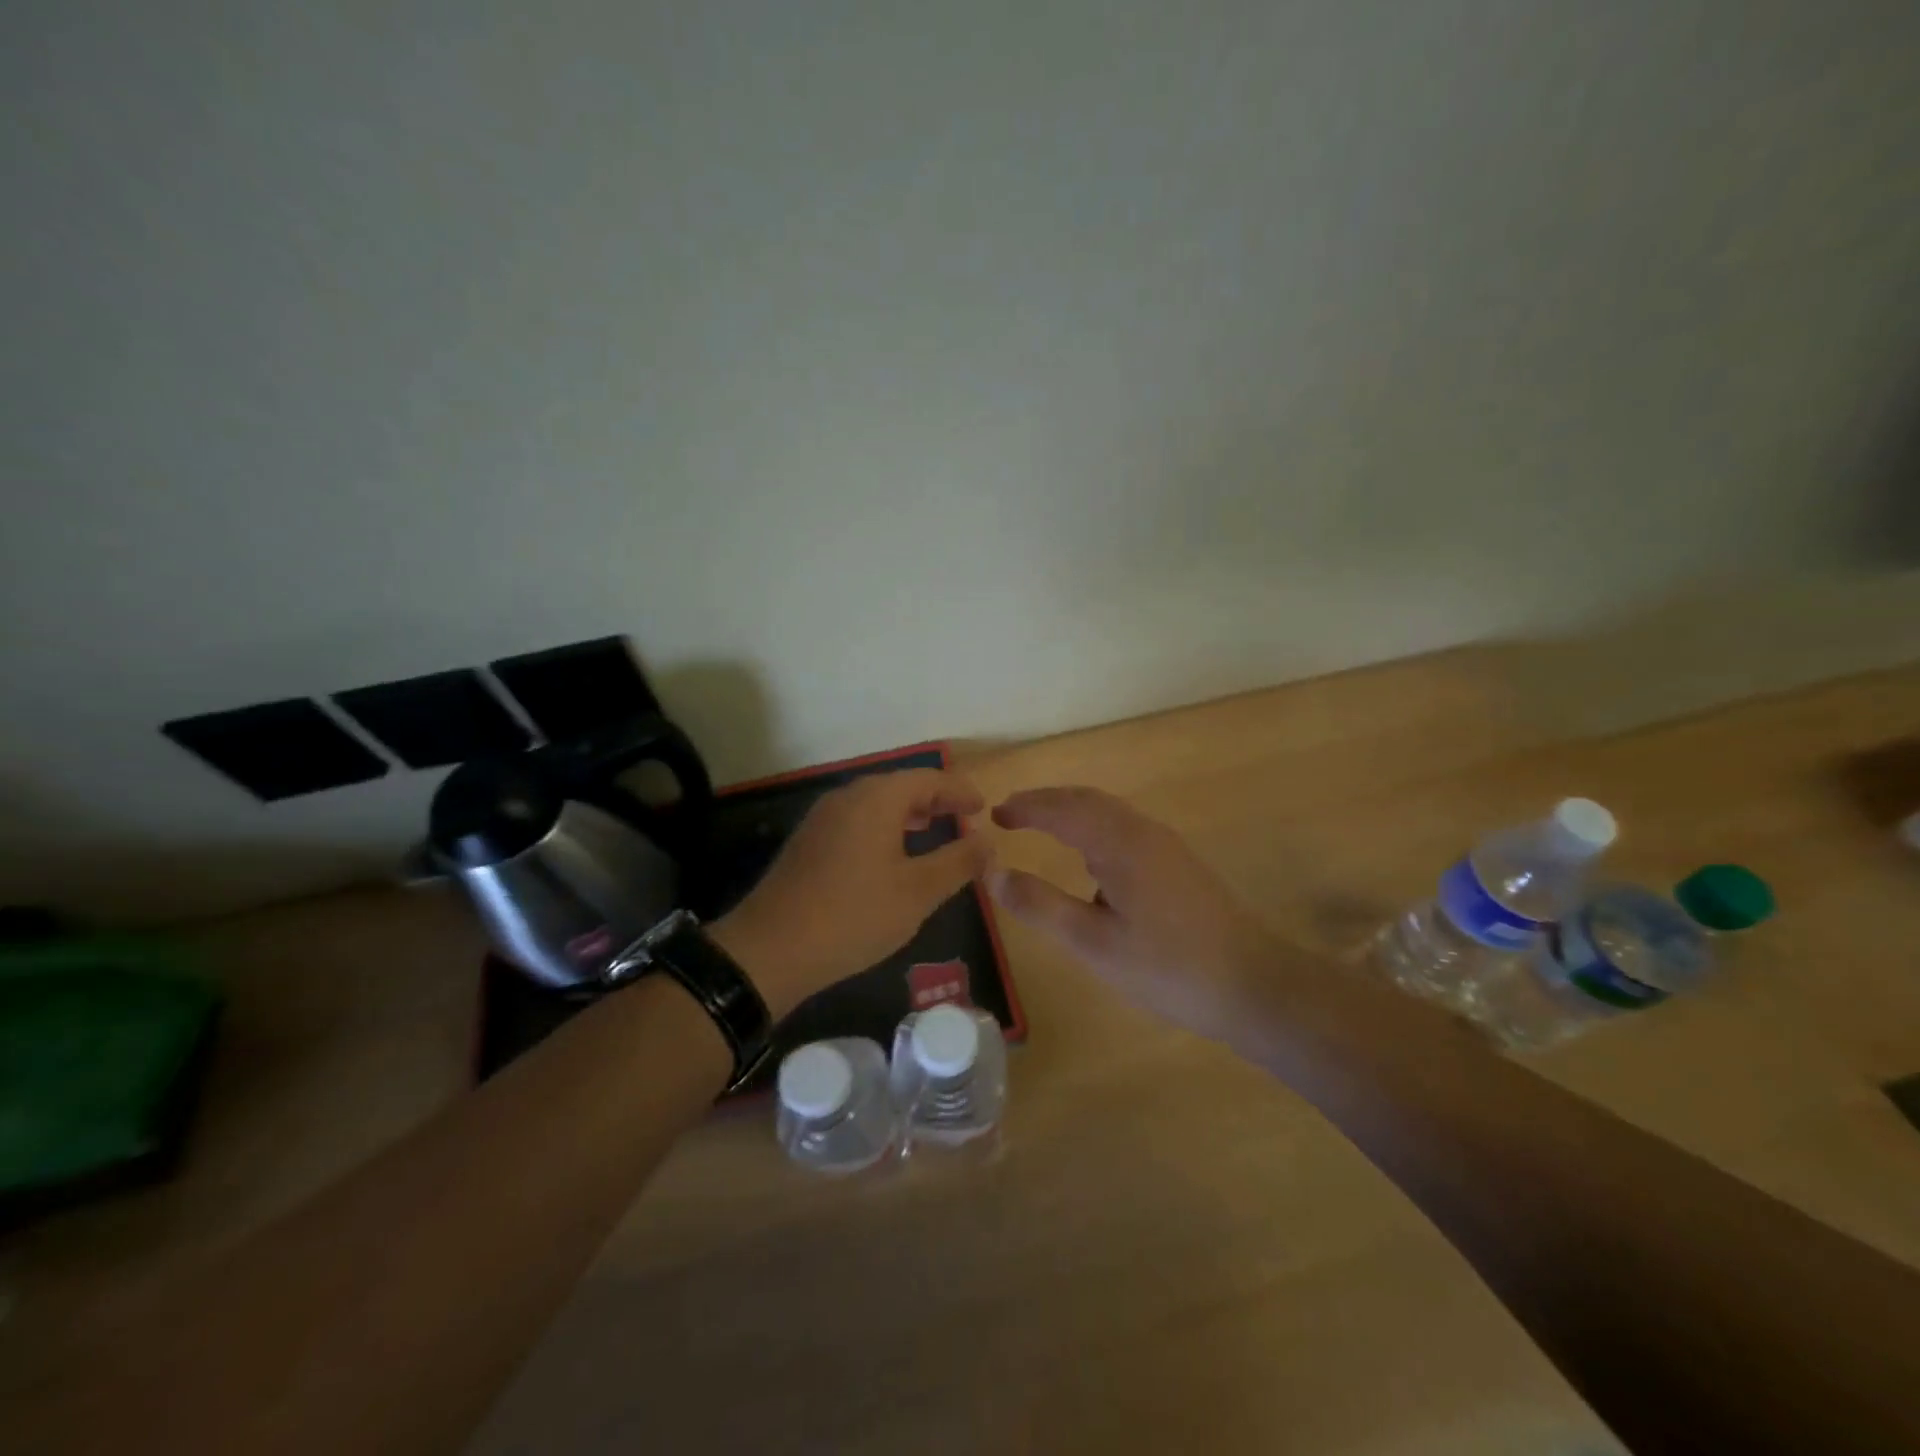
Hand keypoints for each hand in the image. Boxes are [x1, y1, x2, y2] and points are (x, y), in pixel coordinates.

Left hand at [712, 768, 991, 1018]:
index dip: (960, 791)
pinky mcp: (809, 841)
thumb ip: (958, 862)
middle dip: (935, 800)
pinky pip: (857, 820)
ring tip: (934, 830)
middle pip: (901, 786)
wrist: (771, 949)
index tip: (984, 807)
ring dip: (909, 813)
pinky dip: (884, 827)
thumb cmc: (855, 915)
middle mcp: (848, 796)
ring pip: (876, 803)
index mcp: (877, 798)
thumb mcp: (918, 892)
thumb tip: (987, 841)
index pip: (929, 779)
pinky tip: (892, 854)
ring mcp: (823, 817)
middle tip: (965, 818)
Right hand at [987, 786, 1273, 1043]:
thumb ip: (1041, 906)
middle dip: (1046, 801)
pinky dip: (1093, 826)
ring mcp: (1165, 846)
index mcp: (1119, 843)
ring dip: (1070, 811)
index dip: (1026, 807)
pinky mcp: (1178, 863)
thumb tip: (993, 873)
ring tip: (1040, 825)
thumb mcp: (1093, 943)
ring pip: (1108, 812)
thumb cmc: (1167, 967)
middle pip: (1087, 800)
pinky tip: (1090, 857)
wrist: (1254, 984)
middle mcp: (1143, 832)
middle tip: (1010, 813)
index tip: (994, 814)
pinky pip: (1124, 827)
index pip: (1062, 809)